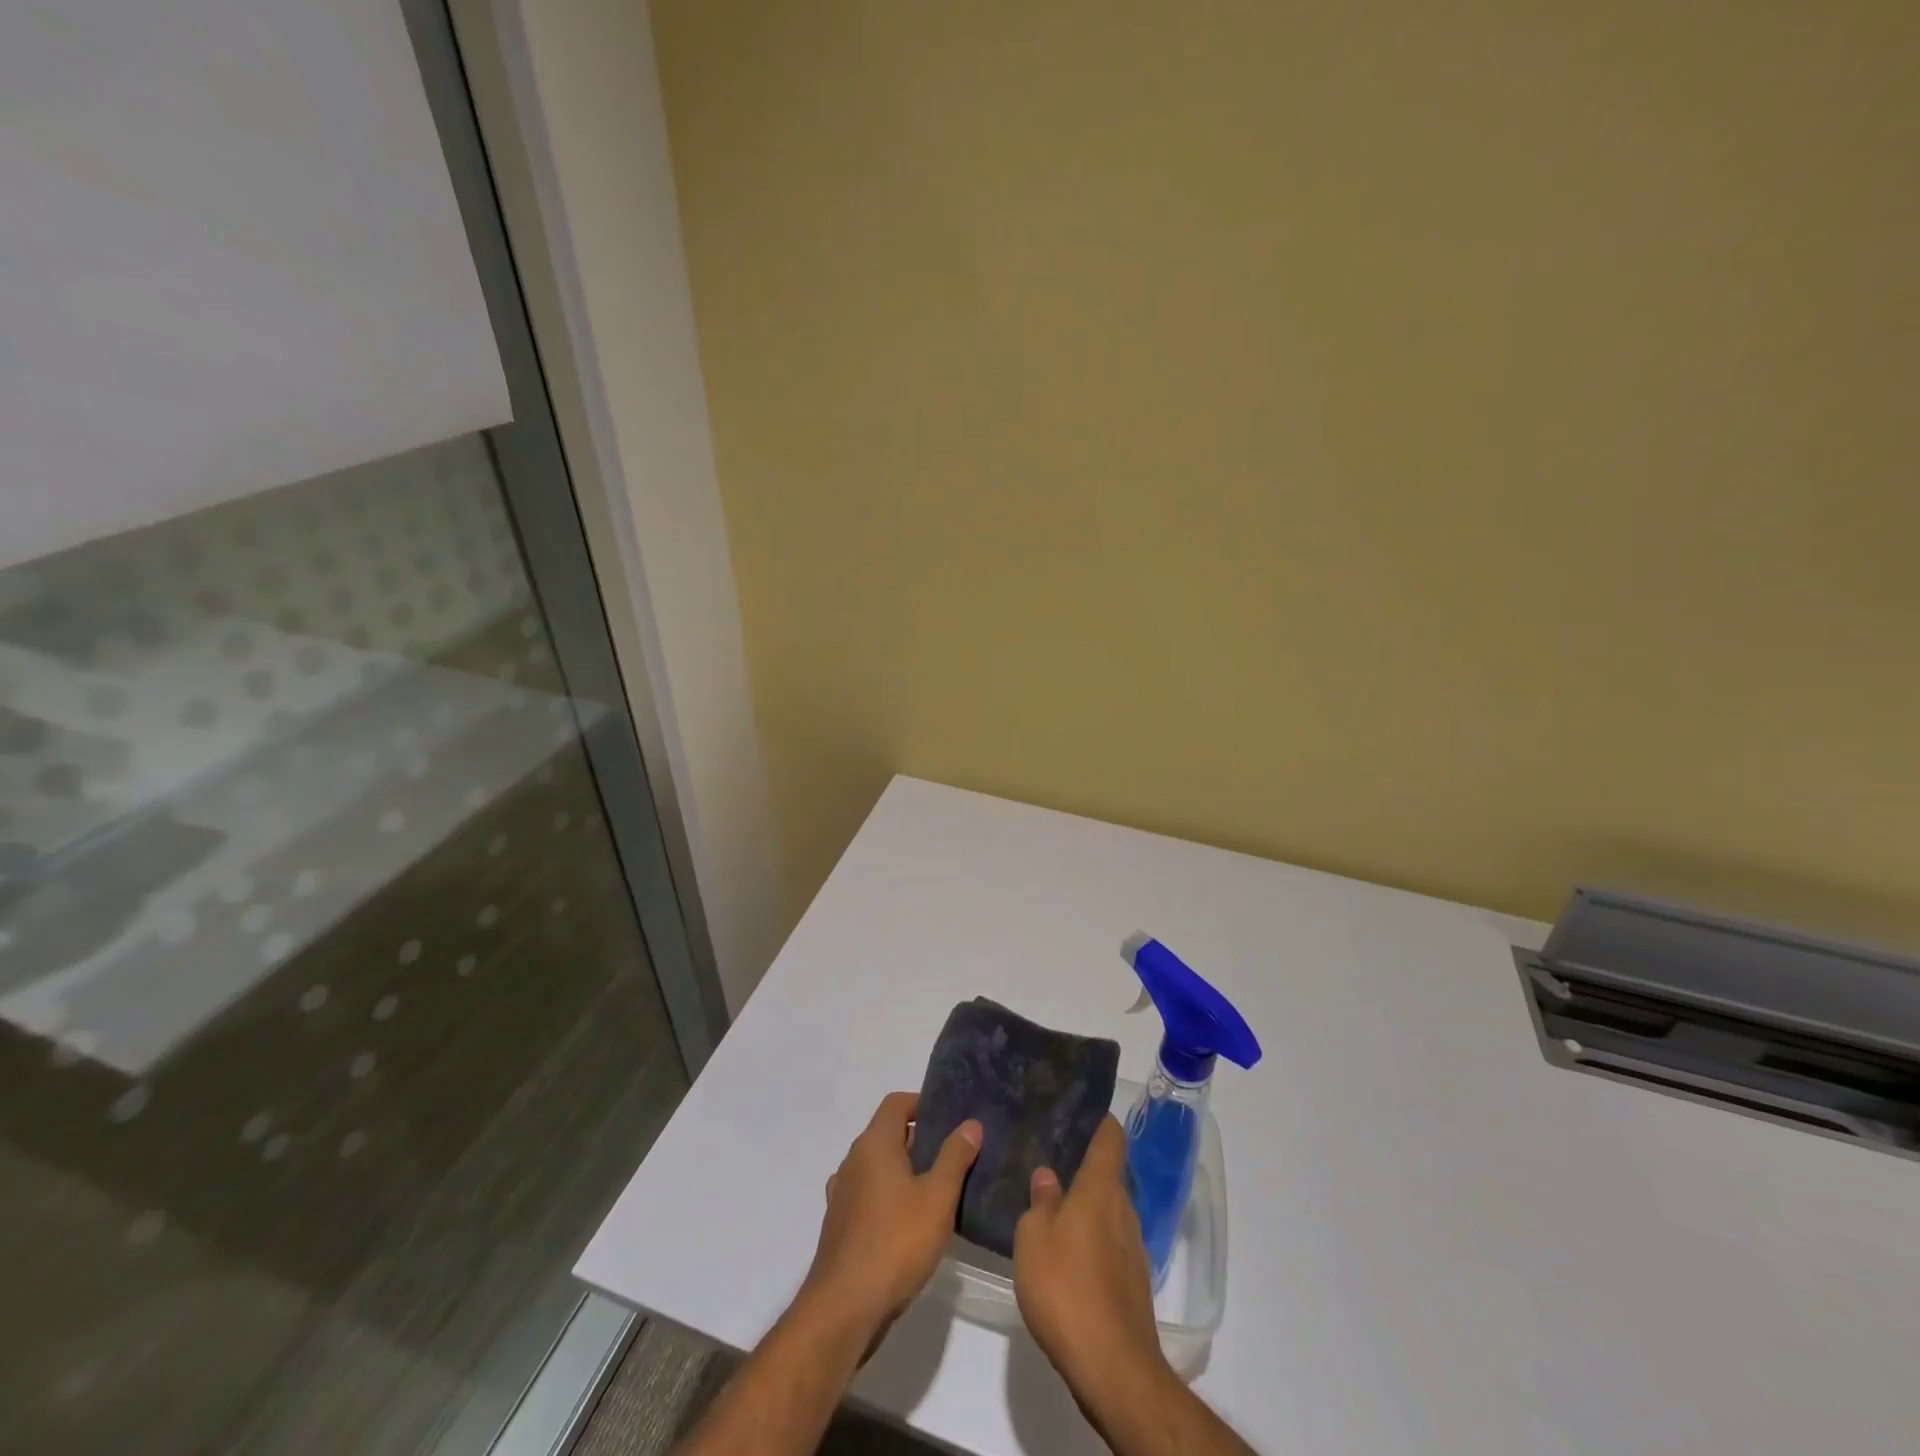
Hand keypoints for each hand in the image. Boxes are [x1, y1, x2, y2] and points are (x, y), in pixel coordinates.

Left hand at [802, 1091, 980, 1343]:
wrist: (844, 1308)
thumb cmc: (895, 1243)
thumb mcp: (937, 1197)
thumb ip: (955, 1157)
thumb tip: (969, 1123)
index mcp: (874, 1144)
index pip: (896, 1103)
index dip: (922, 1103)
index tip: (950, 1118)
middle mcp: (853, 1160)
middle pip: (888, 1133)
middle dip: (920, 1139)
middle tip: (955, 1155)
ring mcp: (843, 1194)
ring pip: (878, 1167)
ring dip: (905, 1171)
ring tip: (939, 1189)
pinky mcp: (840, 1225)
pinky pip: (869, 1195)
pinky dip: (890, 1197)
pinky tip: (911, 1222)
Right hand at [1013, 1116, 1170, 1402]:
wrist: (1113, 1367)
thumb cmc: (1066, 1287)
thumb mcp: (1034, 1237)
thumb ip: (1041, 1201)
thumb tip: (1048, 1176)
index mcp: (1102, 1188)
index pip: (1110, 1137)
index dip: (1098, 1119)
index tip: (1077, 1109)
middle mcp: (1124, 1209)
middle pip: (1107, 1175)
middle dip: (1081, 1166)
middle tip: (1048, 1158)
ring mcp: (1132, 1248)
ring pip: (1107, 1211)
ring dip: (1084, 1207)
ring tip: (1050, 1204)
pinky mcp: (1131, 1282)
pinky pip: (1109, 1244)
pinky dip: (1090, 1240)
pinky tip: (1065, 1254)